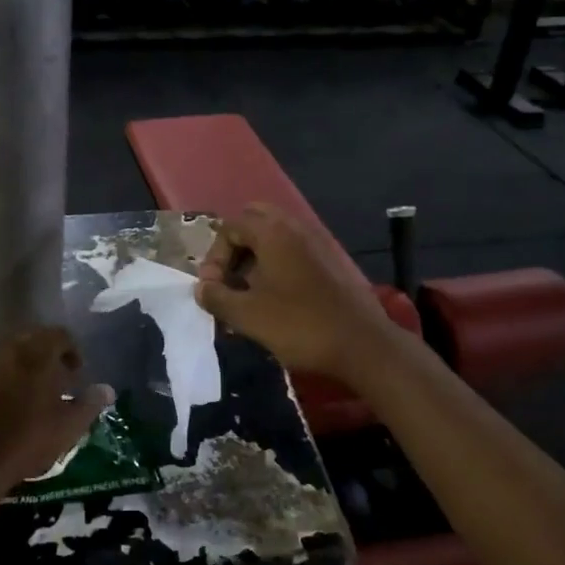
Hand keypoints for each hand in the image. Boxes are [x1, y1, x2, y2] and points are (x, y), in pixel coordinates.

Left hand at [0, 327, 113, 495]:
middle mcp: (11, 347)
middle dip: (51, 357)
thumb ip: (91, 403)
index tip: (78, 375)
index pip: (61, 335)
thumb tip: (107, 389)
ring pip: (14, 354)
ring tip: (39, 396)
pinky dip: (10, 377)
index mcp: (38, 350)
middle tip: (61, 383)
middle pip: (36, 340)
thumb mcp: (69, 425)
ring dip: (29, 367)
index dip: (73, 352)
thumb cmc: (28, 437)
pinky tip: (15, 405)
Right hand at [195, 204, 392, 377]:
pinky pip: (295, 249)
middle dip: (236, 246)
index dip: (215, 256)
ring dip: (257, 255)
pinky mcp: (332, 261)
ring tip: (249, 291)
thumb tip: (202, 288)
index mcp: (272, 233)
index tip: (214, 287)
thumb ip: (217, 297)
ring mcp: (318, 242)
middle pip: (255, 219)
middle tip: (230, 278)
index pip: (231, 226)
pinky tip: (276, 297)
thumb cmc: (299, 325)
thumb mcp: (247, 316)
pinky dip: (278, 263)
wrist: (362, 345)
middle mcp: (295, 228)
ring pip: (277, 234)